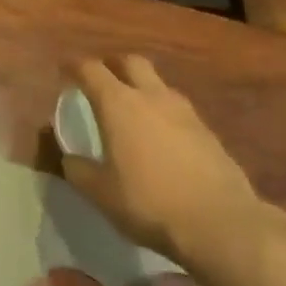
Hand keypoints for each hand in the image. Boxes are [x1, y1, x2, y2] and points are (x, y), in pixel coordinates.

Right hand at [61, 56, 265, 270]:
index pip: (91, 69)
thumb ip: (79, 170)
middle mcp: (151, 96)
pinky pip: (178, 110)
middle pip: (131, 62)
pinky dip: (164, 114)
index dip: (75, 67)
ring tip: (133, 111)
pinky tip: (162, 138)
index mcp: (118, 104)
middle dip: (113, 65)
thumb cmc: (149, 202)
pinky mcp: (208, 131)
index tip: (65, 71)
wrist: (220, 223)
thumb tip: (70, 158)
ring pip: (159, 84)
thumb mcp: (101, 193)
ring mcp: (185, 111)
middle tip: (102, 81)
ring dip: (142, 88)